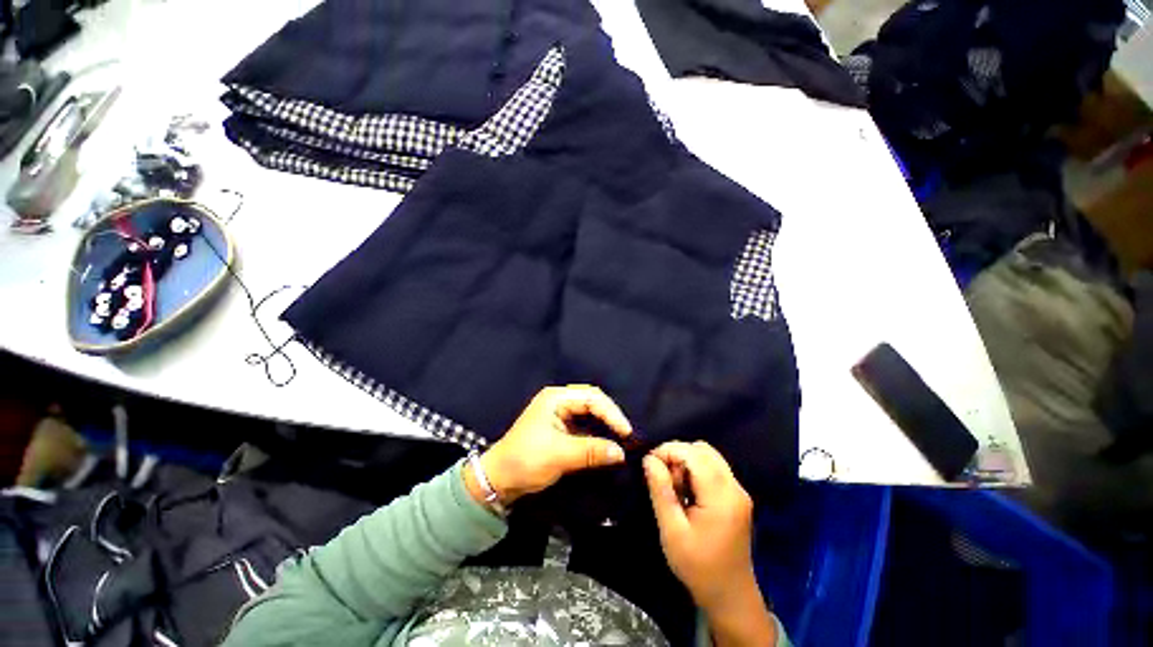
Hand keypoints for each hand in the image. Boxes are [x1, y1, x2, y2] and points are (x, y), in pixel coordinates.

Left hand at [465, 385, 632, 507]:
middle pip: (592, 400)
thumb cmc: (526, 461)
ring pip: (590, 412)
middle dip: (610, 415)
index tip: (626, 433)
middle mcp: (559, 400)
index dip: (611, 413)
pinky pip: (585, 424)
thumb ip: (591, 451)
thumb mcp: (559, 455)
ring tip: (620, 437)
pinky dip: (597, 432)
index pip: (591, 398)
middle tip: (625, 434)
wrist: (499, 479)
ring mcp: (560, 413)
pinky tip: (606, 441)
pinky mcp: (561, 427)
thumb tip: (621, 452)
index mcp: (556, 398)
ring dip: (605, 423)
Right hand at [644, 441, 776, 645]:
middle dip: (677, 455)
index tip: (649, 464)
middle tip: (663, 478)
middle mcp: (734, 487)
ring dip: (686, 462)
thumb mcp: (672, 531)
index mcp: (721, 496)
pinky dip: (696, 470)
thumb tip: (649, 458)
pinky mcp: (736, 497)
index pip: (692, 453)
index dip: (668, 451)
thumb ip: (660, 491)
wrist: (730, 596)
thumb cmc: (698, 566)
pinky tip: (687, 492)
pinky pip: (713, 468)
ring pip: (708, 456)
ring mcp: (738, 491)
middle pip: (703, 450)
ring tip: (674, 486)